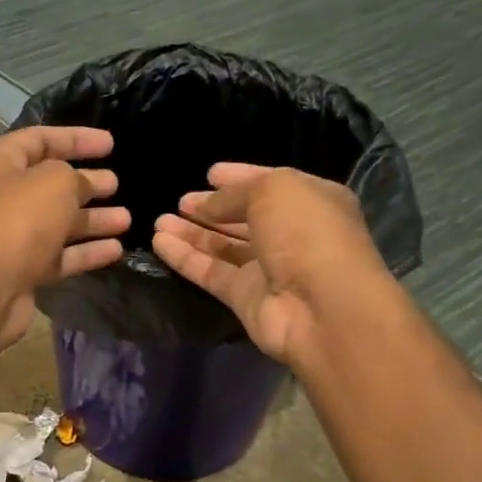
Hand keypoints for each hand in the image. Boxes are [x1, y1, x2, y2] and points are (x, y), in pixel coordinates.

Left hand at [0, 126, 129, 347]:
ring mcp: (11, 236)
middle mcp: (1, 197)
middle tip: (117, 183)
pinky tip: (116, 250)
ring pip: (58, 222)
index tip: (111, 143)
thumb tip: (84, 185)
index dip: (76, 138)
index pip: (39, 140)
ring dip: (92, 219)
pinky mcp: (22, 270)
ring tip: (127, 219)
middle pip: (50, 184)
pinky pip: (59, 255)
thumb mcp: (55, 181)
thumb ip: (76, 176)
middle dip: (86, 183)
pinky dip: (86, 251)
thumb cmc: (19, 219)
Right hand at [152, 164, 378, 364]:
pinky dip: (186, 257)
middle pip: (244, 218)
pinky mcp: (245, 297)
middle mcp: (290, 234)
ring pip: (223, 246)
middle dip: (212, 208)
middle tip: (181, 201)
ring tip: (159, 220)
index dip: (239, 177)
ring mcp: (267, 269)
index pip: (269, 184)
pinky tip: (160, 242)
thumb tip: (206, 204)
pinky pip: (210, 272)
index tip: (209, 174)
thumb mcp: (273, 191)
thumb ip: (234, 193)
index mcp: (310, 201)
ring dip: (192, 232)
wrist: (322, 307)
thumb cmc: (306, 234)